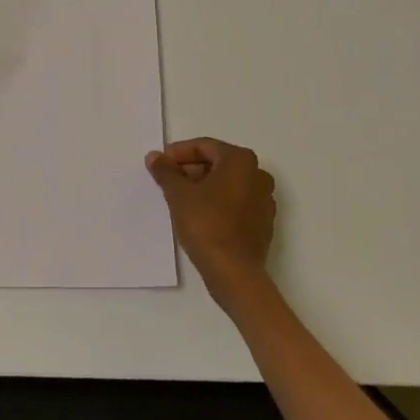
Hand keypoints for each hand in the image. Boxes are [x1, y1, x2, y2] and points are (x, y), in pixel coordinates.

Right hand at [147, 137, 275, 302]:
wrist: (234, 272)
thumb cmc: (206, 224)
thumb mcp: (178, 194)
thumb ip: (165, 171)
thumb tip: (155, 156)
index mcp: (241, 161)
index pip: (204, 146)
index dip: (178, 153)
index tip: (160, 164)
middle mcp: (258, 174)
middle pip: (218, 163)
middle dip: (191, 169)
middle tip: (168, 180)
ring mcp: (264, 200)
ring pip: (227, 183)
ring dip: (203, 186)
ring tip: (180, 198)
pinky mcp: (263, 222)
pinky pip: (236, 202)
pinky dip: (217, 202)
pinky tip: (199, 215)